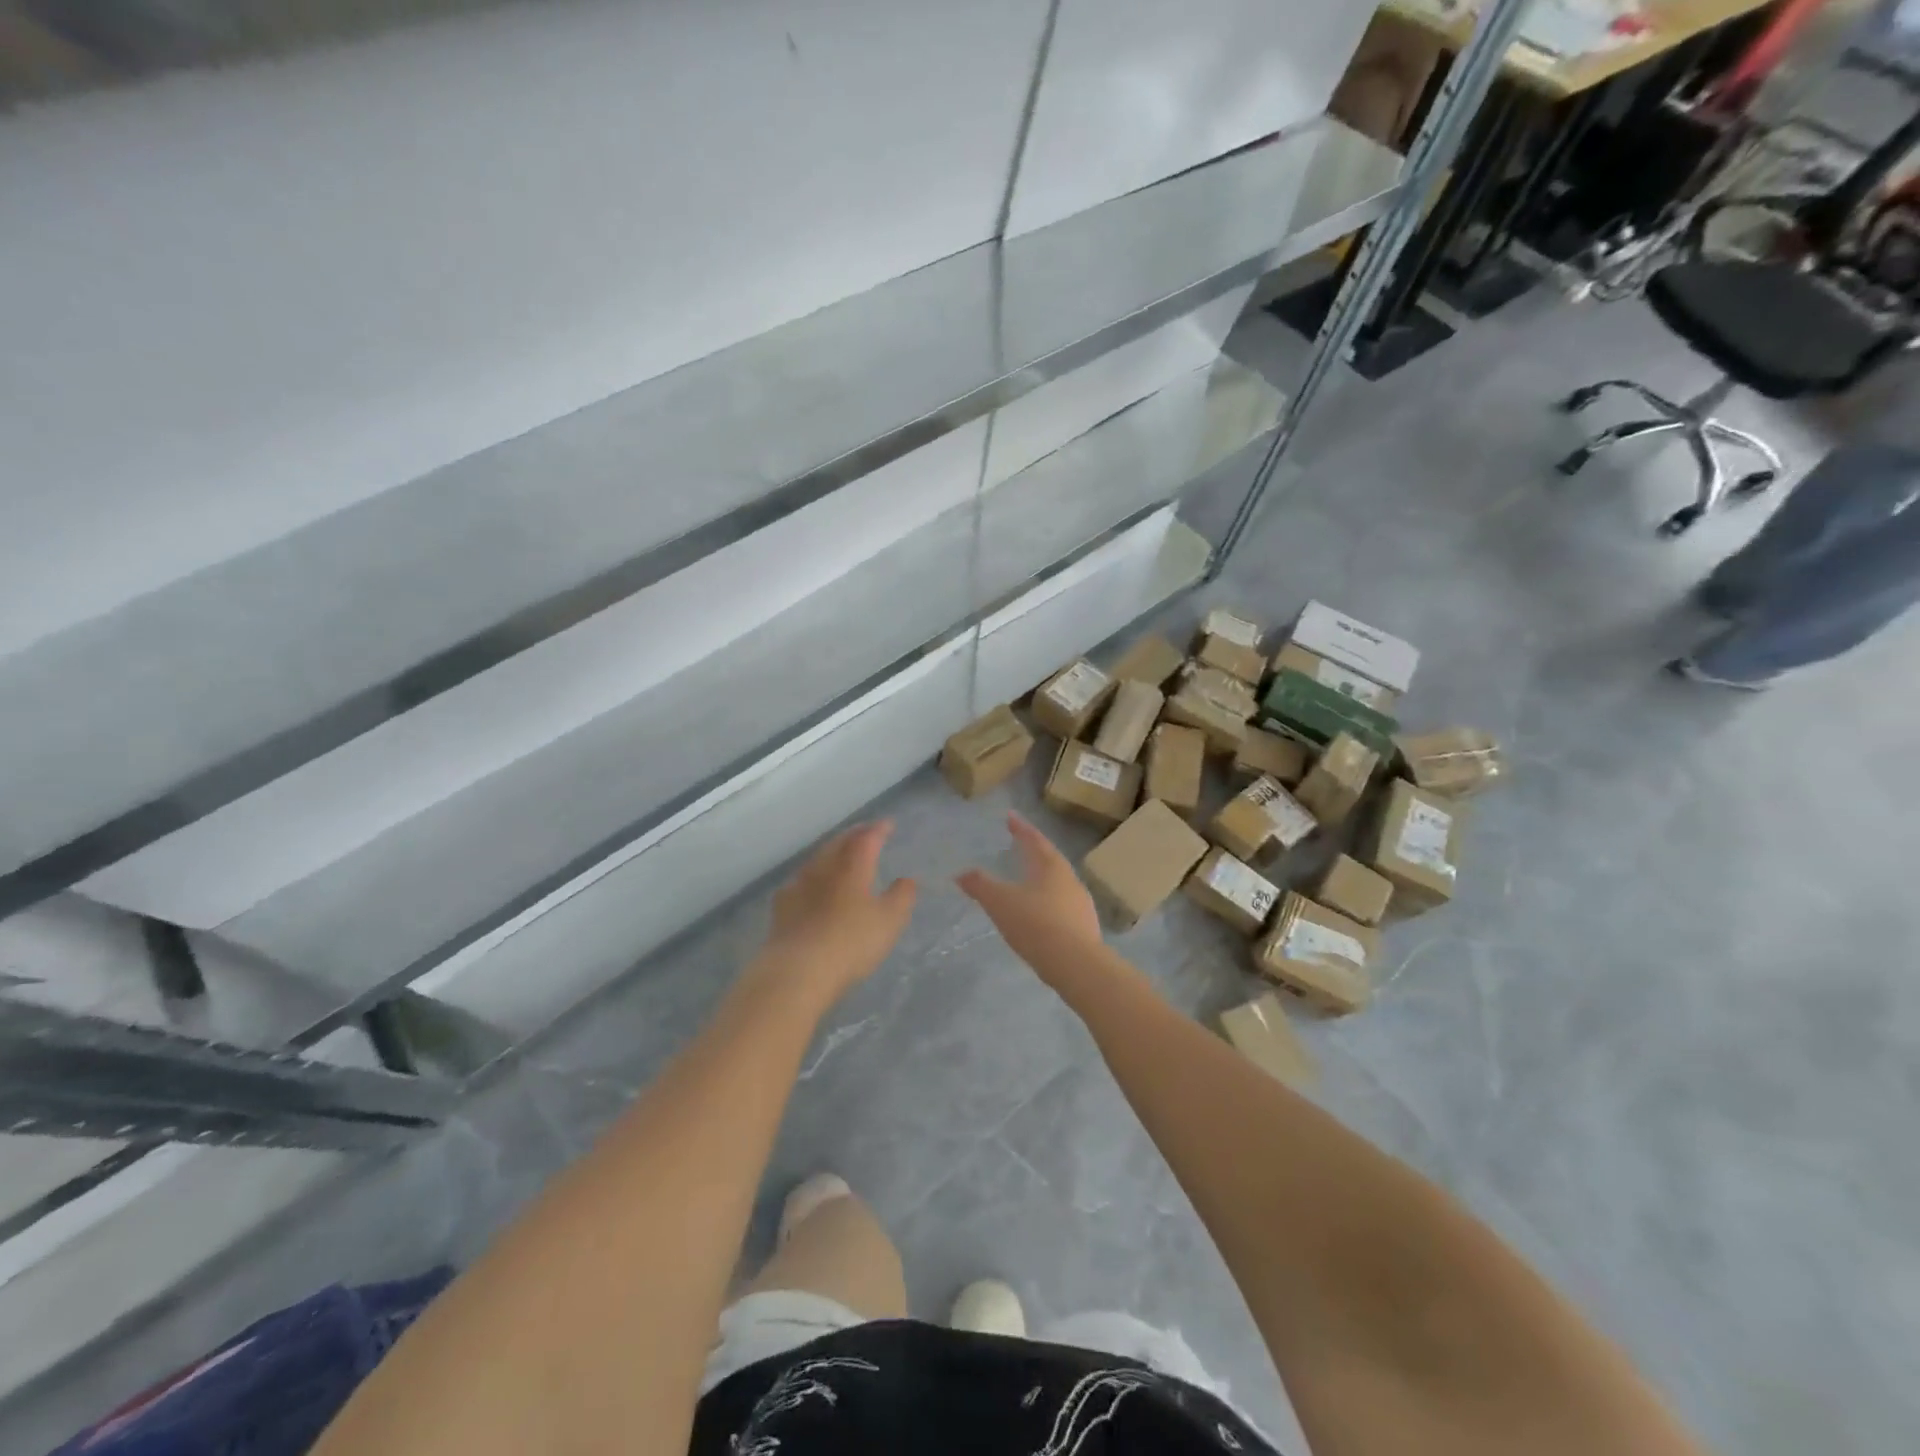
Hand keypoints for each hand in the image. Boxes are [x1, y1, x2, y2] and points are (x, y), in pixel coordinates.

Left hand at [756, 821, 915, 1008]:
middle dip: (854, 835)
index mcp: (853, 867)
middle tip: (864, 832)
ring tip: (839, 853)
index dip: (879, 829)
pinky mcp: (781, 906)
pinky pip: (799, 880)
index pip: (867, 838)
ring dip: (831, 852)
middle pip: (839, 843)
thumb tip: (906, 879)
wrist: (797, 971)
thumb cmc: (850, 943)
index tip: (888, 824)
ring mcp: (798, 885)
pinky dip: (811, 875)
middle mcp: (824, 868)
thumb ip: (901, 897)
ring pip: (817, 858)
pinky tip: (809, 884)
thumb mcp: (889, 922)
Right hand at [956, 812, 1102, 977]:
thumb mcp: (1001, 903)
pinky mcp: (1085, 928)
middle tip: (1021, 844)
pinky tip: (1041, 913)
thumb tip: (961, 873)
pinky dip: (1049, 902)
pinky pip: (1064, 906)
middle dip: (1035, 850)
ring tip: (1029, 879)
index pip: (1034, 840)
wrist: (1076, 965)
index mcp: (1051, 867)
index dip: (1020, 828)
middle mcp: (1070, 880)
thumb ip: (980, 886)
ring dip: (1043, 877)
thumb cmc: (1036, 924)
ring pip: (1059, 883)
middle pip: (1050, 859)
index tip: (1011, 816)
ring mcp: (1081, 904)